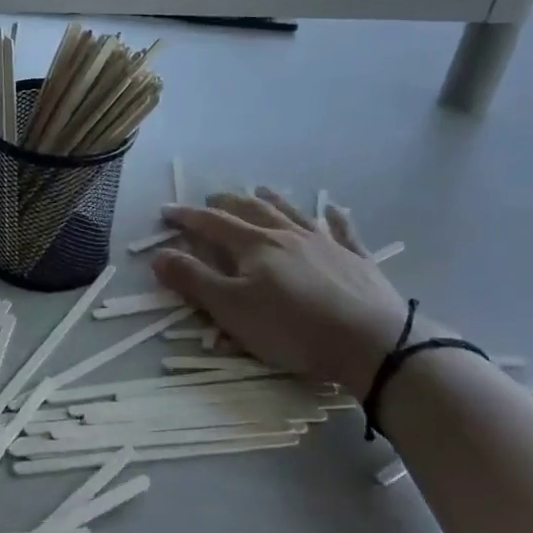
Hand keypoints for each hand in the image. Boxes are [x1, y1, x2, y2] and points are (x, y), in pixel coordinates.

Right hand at [153, 189, 412, 398]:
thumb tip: (159, 254)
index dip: (187, 217)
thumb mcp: (231, 309)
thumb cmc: (292, 328)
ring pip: (293, 213)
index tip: (166, 212)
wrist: (373, 342)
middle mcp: (288, 235)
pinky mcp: (358, 261)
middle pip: (252, 211)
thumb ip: (193, 280)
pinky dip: (336, 219)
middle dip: (227, 202)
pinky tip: (335, 210)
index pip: (212, 223)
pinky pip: (344, 232)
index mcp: (255, 245)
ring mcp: (326, 245)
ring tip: (260, 190)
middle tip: (212, 197)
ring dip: (273, 200)